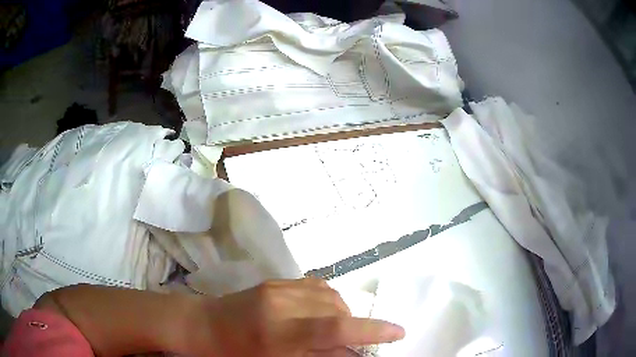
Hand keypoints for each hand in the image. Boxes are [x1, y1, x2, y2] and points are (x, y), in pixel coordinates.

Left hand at [187, 278, 404, 356]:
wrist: (202, 325)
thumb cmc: (234, 354)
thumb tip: (351, 354)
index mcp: (278, 332)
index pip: (335, 329)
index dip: (372, 331)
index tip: (398, 333)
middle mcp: (281, 303)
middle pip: (338, 310)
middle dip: (353, 327)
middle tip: (349, 345)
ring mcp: (278, 287)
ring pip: (331, 296)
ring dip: (341, 314)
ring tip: (330, 331)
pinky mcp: (276, 280)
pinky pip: (317, 286)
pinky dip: (328, 301)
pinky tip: (319, 314)